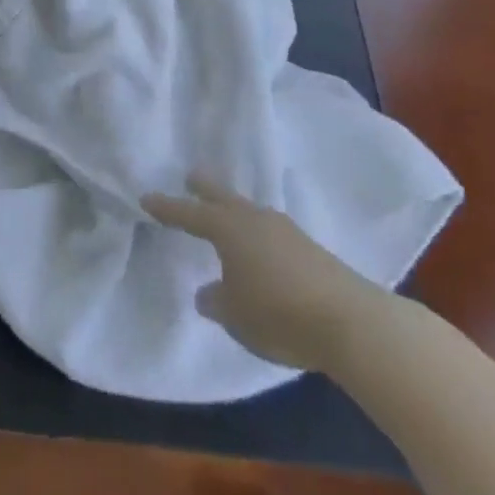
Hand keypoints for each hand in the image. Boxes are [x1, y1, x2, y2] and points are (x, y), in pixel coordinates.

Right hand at [143, 175, 381, 370]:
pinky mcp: (306, 245)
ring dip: (233, 209)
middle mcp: (253, 218)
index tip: (146, 198)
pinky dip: (256, 231)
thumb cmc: (279, 314)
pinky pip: (269, 229)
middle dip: (204, 188)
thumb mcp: (236, 315)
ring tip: (226, 214)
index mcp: (228, 229)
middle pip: (222, 197)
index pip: (189, 214)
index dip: (167, 208)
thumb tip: (206, 292)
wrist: (348, 319)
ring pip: (248, 210)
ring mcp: (283, 229)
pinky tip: (260, 244)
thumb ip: (216, 300)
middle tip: (190, 176)